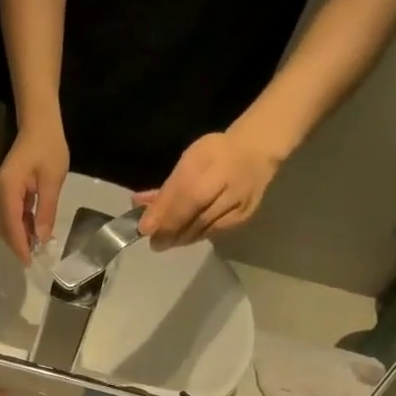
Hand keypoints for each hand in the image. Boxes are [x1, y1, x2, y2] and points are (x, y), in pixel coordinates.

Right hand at [0, 118, 68, 263]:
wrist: (39, 123)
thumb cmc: (48, 147)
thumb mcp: (52, 180)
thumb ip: (46, 211)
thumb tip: (43, 239)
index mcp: (8, 189)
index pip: (11, 224)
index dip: (20, 245)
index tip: (30, 262)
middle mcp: (0, 192)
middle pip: (5, 227)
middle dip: (18, 245)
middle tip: (34, 260)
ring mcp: (2, 191)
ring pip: (7, 223)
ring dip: (19, 237)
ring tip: (36, 250)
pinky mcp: (7, 191)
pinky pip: (11, 214)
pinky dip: (21, 226)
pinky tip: (34, 233)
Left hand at [134, 129, 279, 249]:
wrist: (256, 153)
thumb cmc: (215, 154)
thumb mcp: (188, 161)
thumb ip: (168, 187)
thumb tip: (139, 206)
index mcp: (212, 164)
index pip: (185, 196)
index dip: (164, 215)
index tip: (144, 229)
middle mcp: (228, 186)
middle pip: (195, 217)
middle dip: (170, 233)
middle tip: (154, 243)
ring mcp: (238, 205)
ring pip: (203, 229)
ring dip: (181, 238)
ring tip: (165, 241)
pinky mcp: (243, 217)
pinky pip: (214, 232)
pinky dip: (196, 235)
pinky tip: (185, 236)